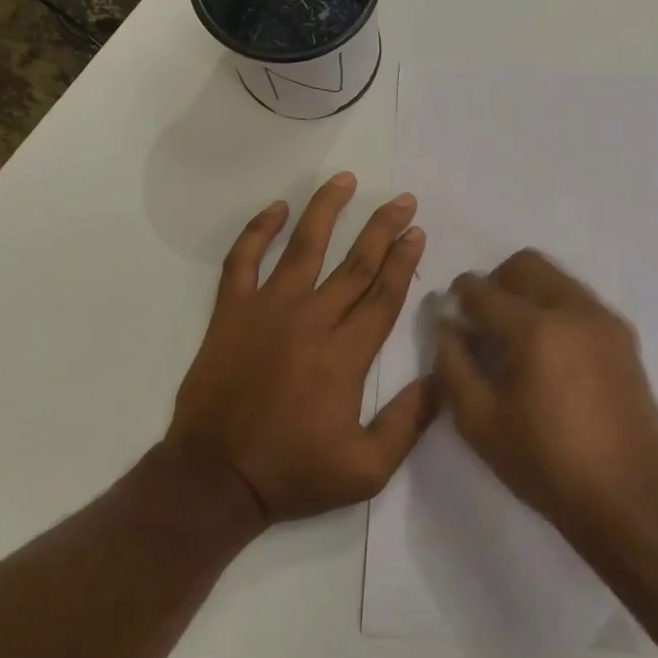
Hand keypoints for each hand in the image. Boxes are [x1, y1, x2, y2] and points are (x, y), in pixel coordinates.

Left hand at [168, 174, 434, 523]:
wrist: (216, 477)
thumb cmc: (294, 473)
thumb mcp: (367, 470)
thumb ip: (409, 423)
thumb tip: (441, 379)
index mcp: (347, 354)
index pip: (384, 294)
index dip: (404, 260)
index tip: (417, 232)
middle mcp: (312, 319)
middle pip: (356, 262)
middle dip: (383, 227)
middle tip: (403, 200)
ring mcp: (268, 310)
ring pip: (304, 247)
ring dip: (327, 209)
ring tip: (346, 180)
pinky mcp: (231, 312)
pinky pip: (242, 260)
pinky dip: (258, 230)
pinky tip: (276, 209)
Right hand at [434, 250, 657, 550]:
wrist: (631, 498)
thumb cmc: (547, 464)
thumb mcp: (480, 422)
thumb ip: (453, 364)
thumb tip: (445, 324)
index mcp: (535, 329)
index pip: (483, 290)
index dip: (459, 296)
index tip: (450, 314)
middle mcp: (573, 309)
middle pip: (525, 265)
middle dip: (496, 283)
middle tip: (483, 323)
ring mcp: (604, 320)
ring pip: (555, 278)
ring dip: (527, 293)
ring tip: (518, 341)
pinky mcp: (624, 336)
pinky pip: (579, 301)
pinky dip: (555, 309)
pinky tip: (550, 355)